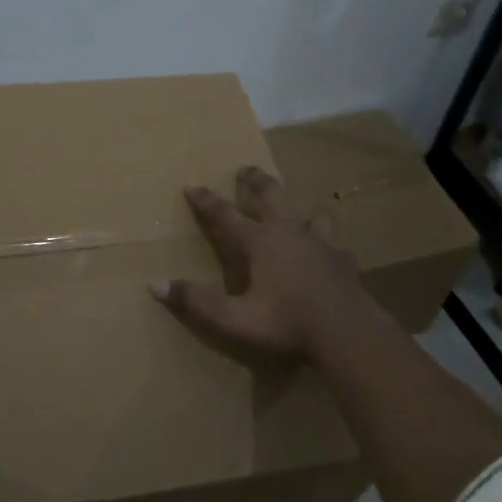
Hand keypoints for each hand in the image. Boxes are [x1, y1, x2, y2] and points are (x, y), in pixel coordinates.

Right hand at [149, 166, 370, 361]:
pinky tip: (334, 252)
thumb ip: (196, 301)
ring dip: (302, 207)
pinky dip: (331, 245)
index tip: (192, 186)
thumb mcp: (234, 318)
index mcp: (260, 242)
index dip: (206, 201)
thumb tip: (155, 285)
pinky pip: (337, 246)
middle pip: (271, 196)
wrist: (346, 332)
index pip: (225, 214)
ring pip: (311, 213)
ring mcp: (320, 244)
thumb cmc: (286, 323)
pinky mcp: (343, 261)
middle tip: (246, 169)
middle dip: (255, 181)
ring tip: (300, 207)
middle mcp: (289, 233)